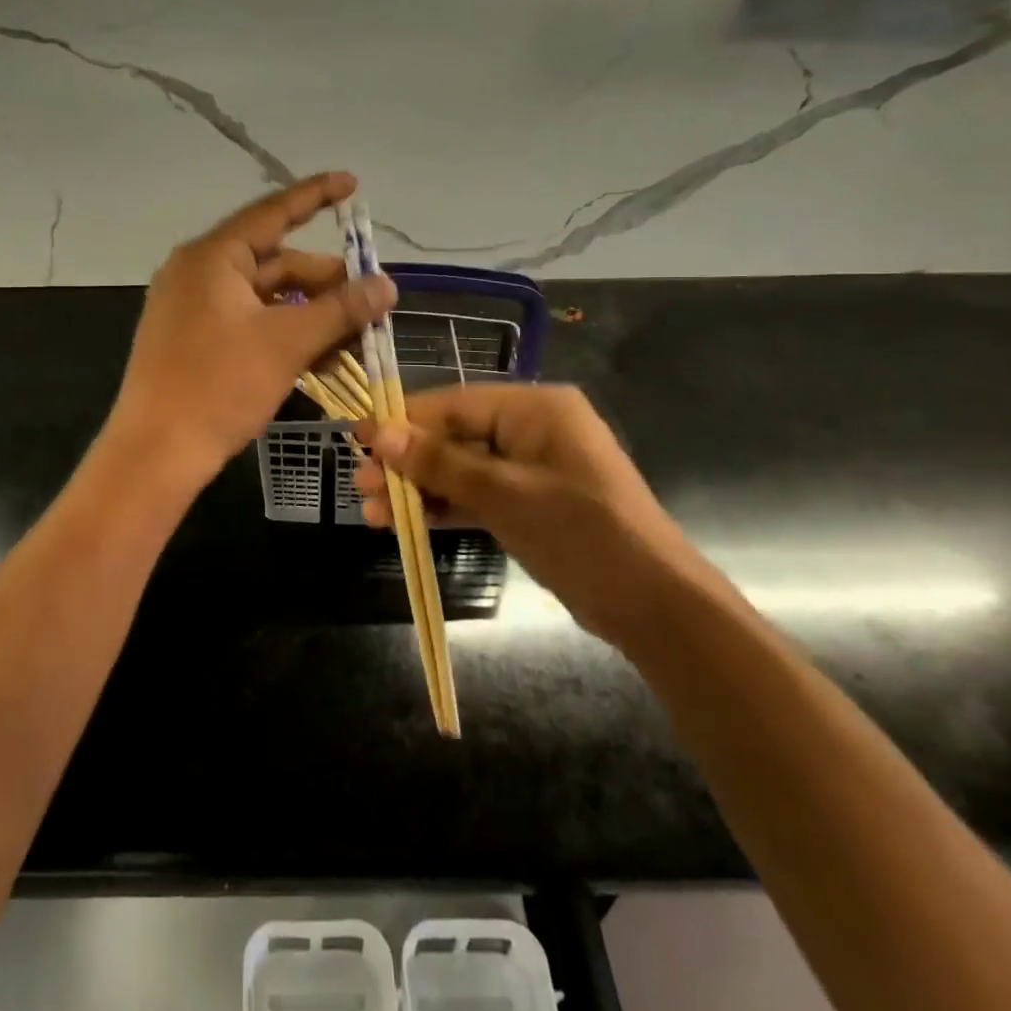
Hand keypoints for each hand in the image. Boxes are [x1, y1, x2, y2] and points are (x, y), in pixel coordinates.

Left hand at [109, 173, 396, 481]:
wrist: (156, 453)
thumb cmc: (219, 385)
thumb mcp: (288, 343)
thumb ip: (341, 309)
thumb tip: (387, 285)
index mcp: (213, 257)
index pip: (273, 212)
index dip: (316, 196)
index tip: (352, 184)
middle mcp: (198, 272)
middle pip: (275, 262)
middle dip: (326, 280)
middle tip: (371, 299)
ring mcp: (191, 308)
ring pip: (265, 297)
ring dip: (310, 313)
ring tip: (354, 335)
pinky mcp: (193, 340)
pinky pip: (248, 322)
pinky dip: (283, 332)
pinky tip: (319, 356)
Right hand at [354, 384, 699, 646]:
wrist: (653, 606)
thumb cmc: (581, 533)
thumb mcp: (504, 494)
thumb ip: (440, 463)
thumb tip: (380, 433)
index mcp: (534, 407)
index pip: (454, 404)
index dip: (404, 421)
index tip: (357, 438)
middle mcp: (531, 428)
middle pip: (454, 437)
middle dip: (407, 462)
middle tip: (360, 485)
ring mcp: (531, 467)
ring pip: (461, 469)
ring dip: (419, 489)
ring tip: (372, 512)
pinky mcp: (530, 502)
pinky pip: (478, 494)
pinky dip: (446, 507)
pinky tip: (407, 523)